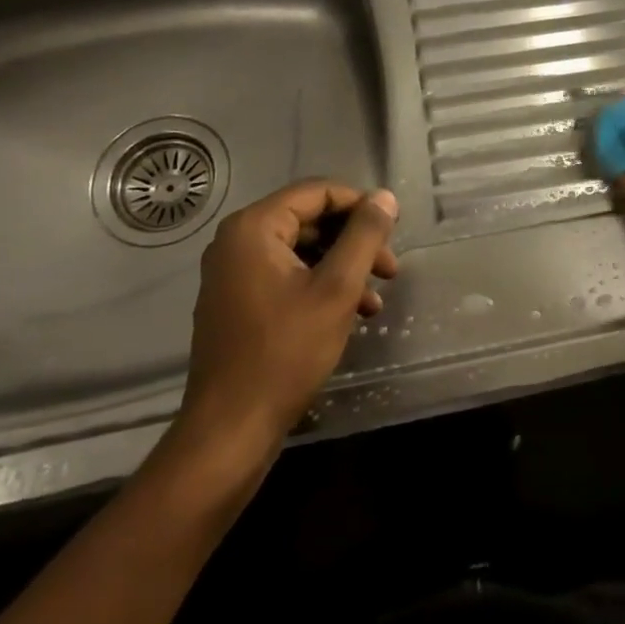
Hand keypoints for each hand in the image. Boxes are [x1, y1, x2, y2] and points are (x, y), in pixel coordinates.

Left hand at [169, 181, 398, 462]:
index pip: (317, 192)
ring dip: (343, 267)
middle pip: (310, 220)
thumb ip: (364, 236)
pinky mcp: (237, 302)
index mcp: (254, 227)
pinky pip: (287, 276)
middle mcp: (237, 241)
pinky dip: (321, 286)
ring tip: (376, 299)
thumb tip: (385, 197)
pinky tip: (352, 314)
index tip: (394, 231)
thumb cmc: (285, 352)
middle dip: (354, 241)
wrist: (230, 431)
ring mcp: (233, 274)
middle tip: (390, 269)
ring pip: (302, 251)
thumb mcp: (337, 289)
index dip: (360, 205)